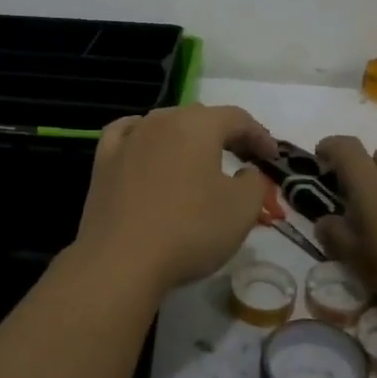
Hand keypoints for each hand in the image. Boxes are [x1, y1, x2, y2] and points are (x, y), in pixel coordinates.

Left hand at [72, 104, 278, 292]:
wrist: (121, 260)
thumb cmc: (189, 230)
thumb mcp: (241, 211)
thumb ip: (254, 184)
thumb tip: (247, 173)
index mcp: (198, 125)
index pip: (237, 119)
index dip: (259, 135)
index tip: (272, 157)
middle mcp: (162, 120)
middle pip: (200, 117)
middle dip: (224, 134)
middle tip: (242, 157)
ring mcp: (129, 138)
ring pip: (164, 124)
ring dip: (186, 137)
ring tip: (198, 158)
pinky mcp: (104, 160)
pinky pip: (127, 134)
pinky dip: (143, 137)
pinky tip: (145, 145)